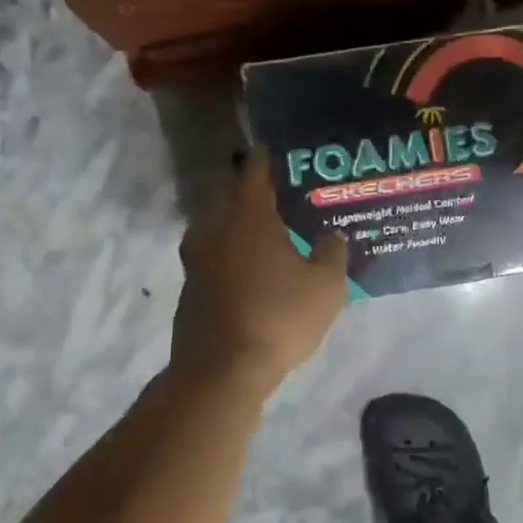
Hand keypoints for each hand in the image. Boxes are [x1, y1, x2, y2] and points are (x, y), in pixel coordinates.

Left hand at [171, 149, 349, 395]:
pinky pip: (212, 258)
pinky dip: (229, 256)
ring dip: (237, 226)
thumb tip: (332, 235)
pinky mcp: (190, 289)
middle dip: (252, 194)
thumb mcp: (325, 287)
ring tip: (264, 234)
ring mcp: (196, 260)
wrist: (221, 371)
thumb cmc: (279, 317)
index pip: (255, 173)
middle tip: (279, 196)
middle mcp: (216, 229)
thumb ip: (332, 254)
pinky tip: (249, 272)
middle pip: (230, 198)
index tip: (275, 151)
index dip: (266, 160)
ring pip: (217, 229)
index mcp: (249, 217)